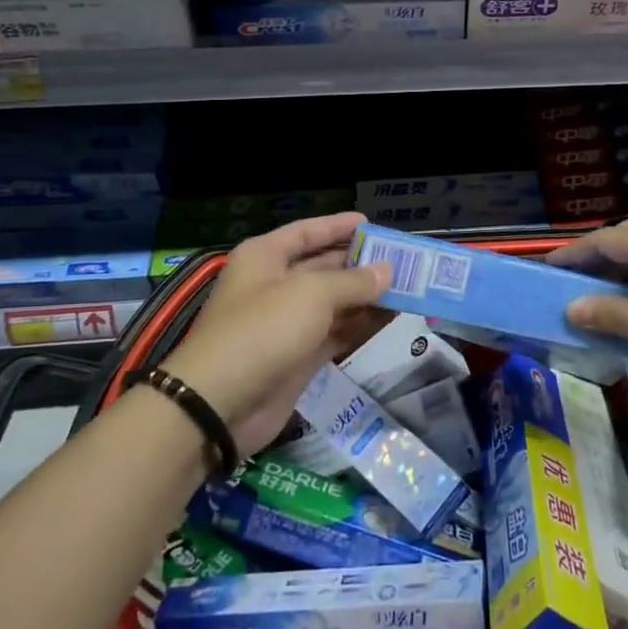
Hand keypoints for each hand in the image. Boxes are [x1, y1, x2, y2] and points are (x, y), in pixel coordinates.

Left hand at [159, 212, 390, 456]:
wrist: (220, 405)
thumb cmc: (263, 330)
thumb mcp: (311, 294)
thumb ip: (353, 281)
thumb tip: (387, 271)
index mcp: (265, 257)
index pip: (307, 232)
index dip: (338, 226)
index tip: (371, 223)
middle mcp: (274, 285)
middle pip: (323, 266)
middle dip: (360, 263)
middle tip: (402, 260)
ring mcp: (286, 323)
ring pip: (334, 302)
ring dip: (366, 296)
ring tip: (407, 288)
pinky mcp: (298, 357)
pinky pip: (336, 333)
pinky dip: (361, 326)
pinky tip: (390, 318)